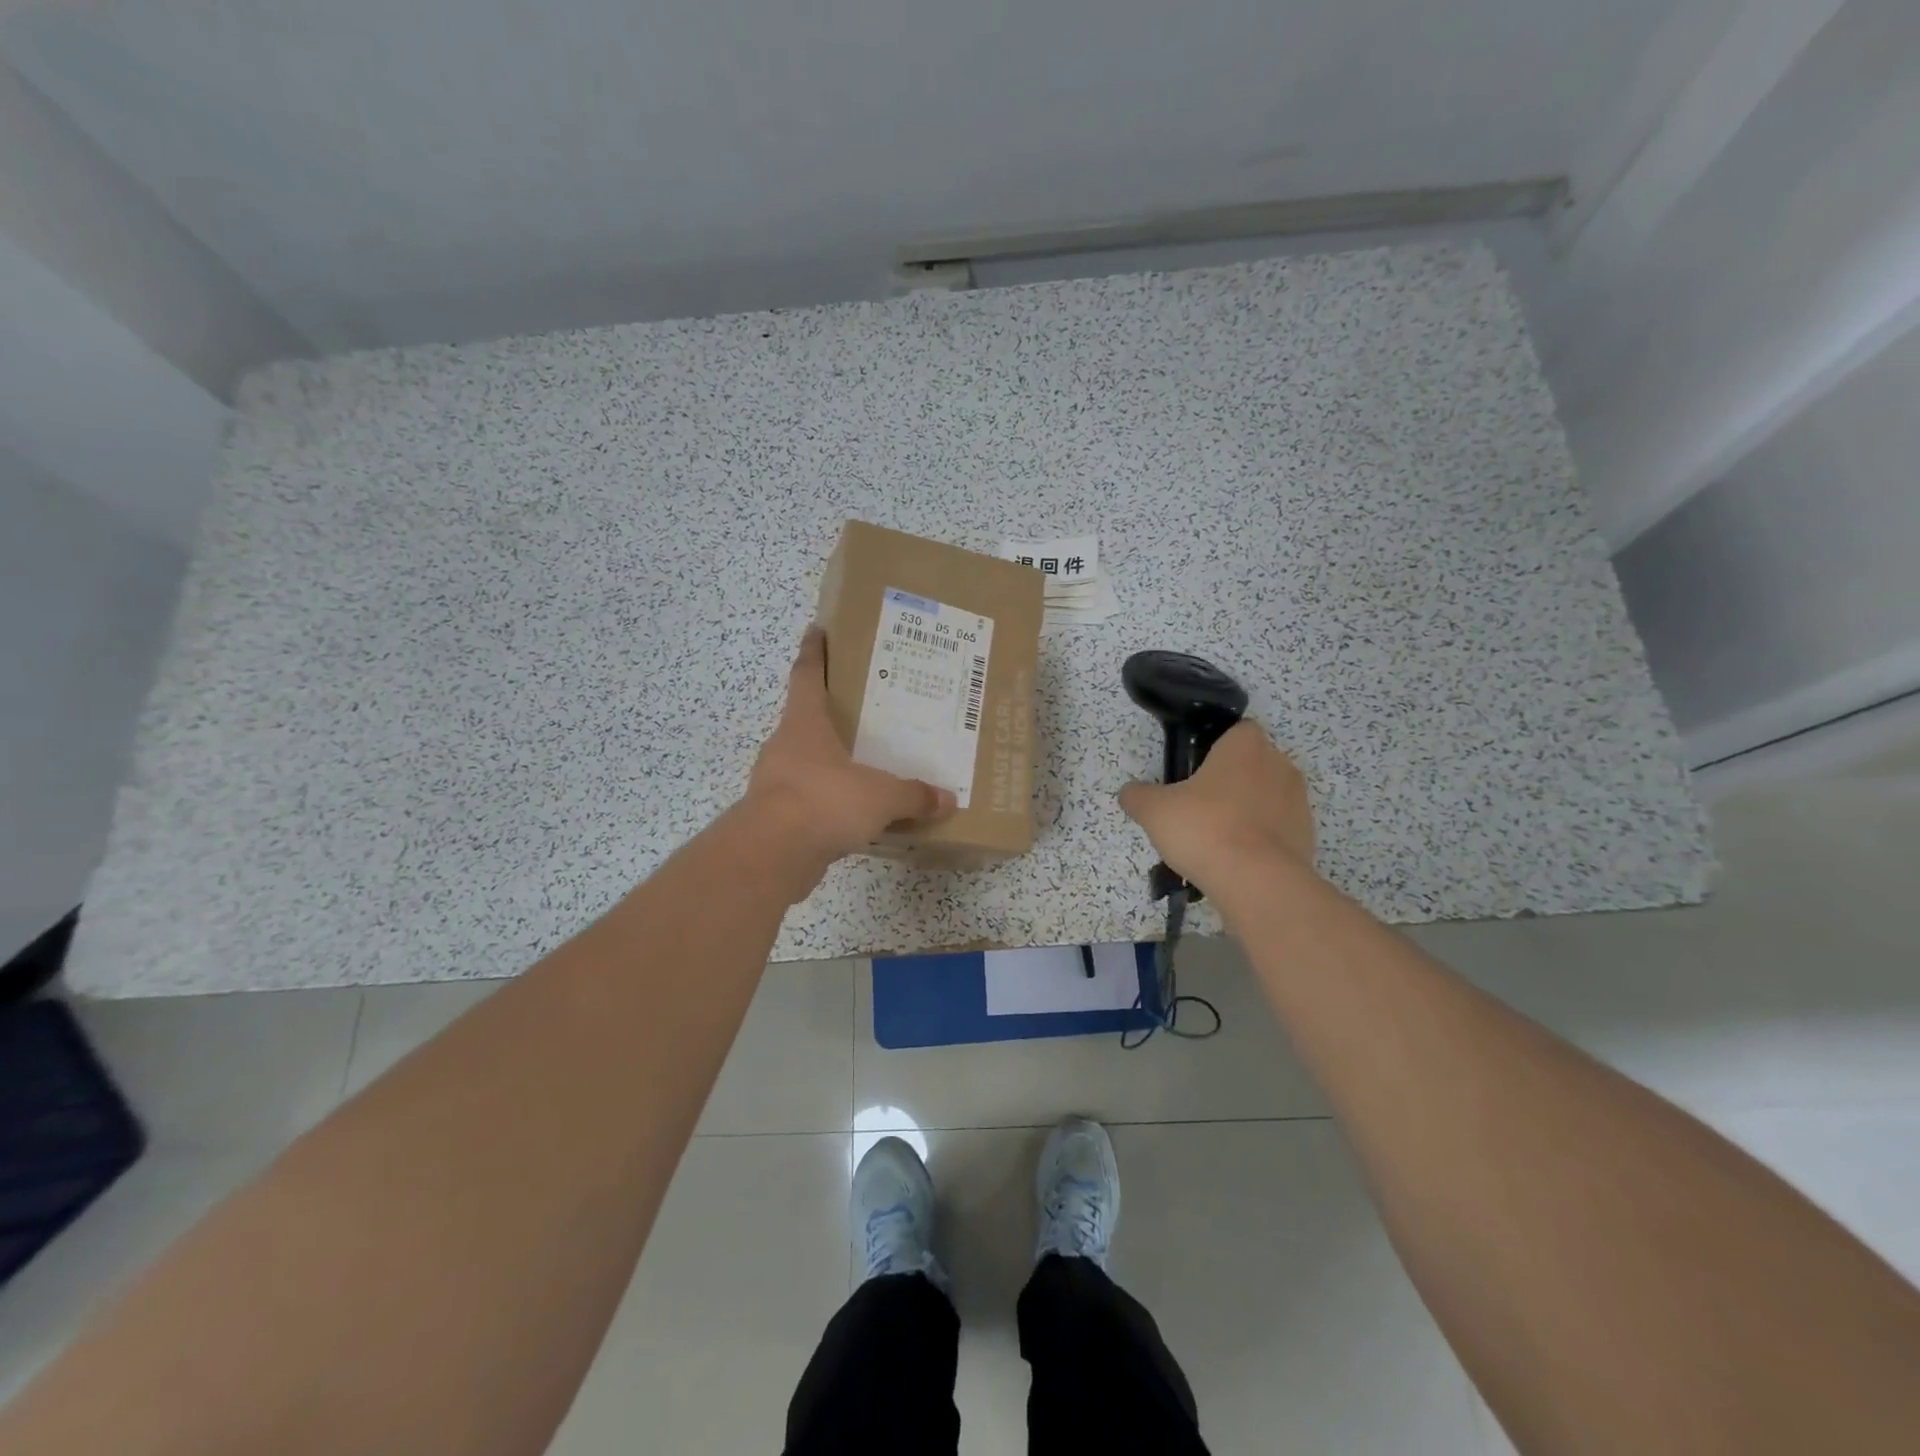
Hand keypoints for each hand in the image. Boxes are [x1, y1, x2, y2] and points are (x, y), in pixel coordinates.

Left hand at [745, 628, 957, 867]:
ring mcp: (776, 782)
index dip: (813, 651)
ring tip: (866, 763)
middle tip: (866, 709)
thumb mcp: (880, 796)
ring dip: (831, 761)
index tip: (817, 630)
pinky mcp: (777, 817)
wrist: (771, 855)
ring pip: (808, 762)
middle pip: (807, 719)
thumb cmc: (823, 802)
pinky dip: (829, 801)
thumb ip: (913, 795)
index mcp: (804, 723)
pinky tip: (855, 813)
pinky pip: (809, 800)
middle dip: (832, 712)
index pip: (806, 674)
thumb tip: (947, 799)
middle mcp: (786, 746)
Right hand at [1117, 720, 1316, 891]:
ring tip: (1216, 841)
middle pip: (1252, 765)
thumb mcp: (1154, 810)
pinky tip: (1235, 861)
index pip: (1237, 731)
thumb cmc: (1205, 828)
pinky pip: (1277, 830)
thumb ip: (1138, 796)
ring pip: (1266, 798)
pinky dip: (1260, 841)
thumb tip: (1130, 793)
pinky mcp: (1307, 837)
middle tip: (1198, 808)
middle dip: (1230, 782)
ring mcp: (1298, 802)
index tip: (1194, 771)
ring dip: (1246, 812)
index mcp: (1246, 746)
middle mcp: (1279, 765)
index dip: (1215, 747)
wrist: (1257, 882)